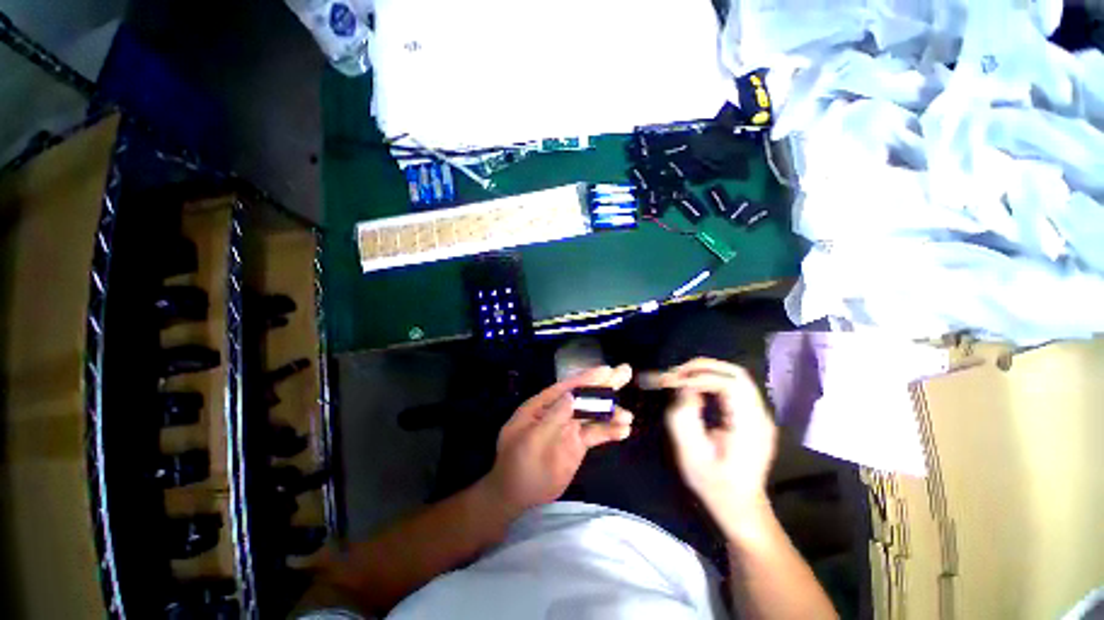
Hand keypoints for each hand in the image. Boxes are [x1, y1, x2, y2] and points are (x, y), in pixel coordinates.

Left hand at [482, 365, 633, 516]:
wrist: (517, 495)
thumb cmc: (518, 465)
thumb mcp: (531, 440)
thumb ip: (552, 418)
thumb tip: (571, 395)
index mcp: (542, 405)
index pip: (567, 388)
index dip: (586, 379)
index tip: (606, 370)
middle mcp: (558, 412)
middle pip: (584, 396)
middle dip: (604, 386)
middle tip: (625, 372)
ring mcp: (568, 427)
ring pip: (593, 414)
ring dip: (611, 413)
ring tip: (628, 416)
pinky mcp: (577, 443)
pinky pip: (595, 434)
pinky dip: (609, 431)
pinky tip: (624, 431)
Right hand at [649, 358, 777, 531]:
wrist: (740, 508)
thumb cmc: (713, 485)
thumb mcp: (690, 453)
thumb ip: (684, 416)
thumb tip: (683, 388)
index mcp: (749, 427)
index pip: (728, 385)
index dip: (698, 377)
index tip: (671, 381)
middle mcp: (760, 416)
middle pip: (736, 374)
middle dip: (702, 367)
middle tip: (676, 372)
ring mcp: (760, 415)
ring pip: (736, 377)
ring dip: (707, 371)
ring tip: (682, 377)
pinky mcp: (753, 417)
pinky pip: (734, 387)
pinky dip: (712, 380)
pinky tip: (696, 387)